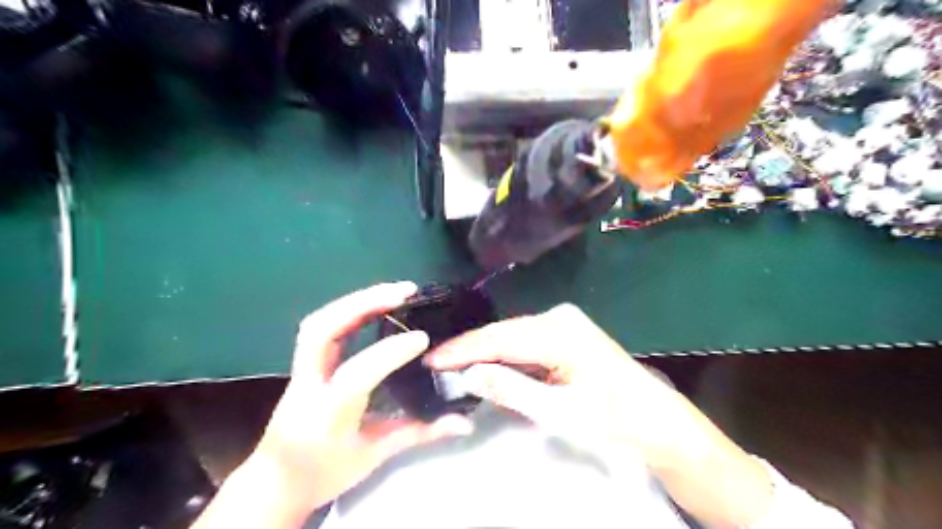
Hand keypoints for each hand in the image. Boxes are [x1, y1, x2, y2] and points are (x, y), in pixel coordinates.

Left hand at [252, 285, 474, 511]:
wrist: (276, 482)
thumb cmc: (325, 472)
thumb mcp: (375, 456)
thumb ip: (421, 433)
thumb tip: (465, 423)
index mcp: (328, 413)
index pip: (358, 373)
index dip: (391, 351)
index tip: (422, 337)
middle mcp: (308, 384)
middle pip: (323, 330)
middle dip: (363, 303)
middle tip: (403, 292)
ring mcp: (301, 371)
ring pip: (319, 322)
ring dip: (356, 301)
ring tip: (393, 292)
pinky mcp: (303, 363)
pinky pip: (321, 327)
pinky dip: (349, 310)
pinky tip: (374, 305)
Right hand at [427, 301, 697, 466]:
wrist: (657, 420)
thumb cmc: (613, 418)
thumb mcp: (558, 410)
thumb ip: (511, 388)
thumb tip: (468, 372)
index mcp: (558, 331)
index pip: (498, 337)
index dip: (463, 349)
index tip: (432, 359)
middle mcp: (558, 317)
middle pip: (503, 333)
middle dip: (471, 350)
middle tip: (438, 365)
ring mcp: (564, 323)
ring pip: (513, 337)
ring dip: (487, 354)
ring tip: (454, 366)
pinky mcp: (566, 333)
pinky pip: (527, 342)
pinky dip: (507, 357)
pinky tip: (490, 366)